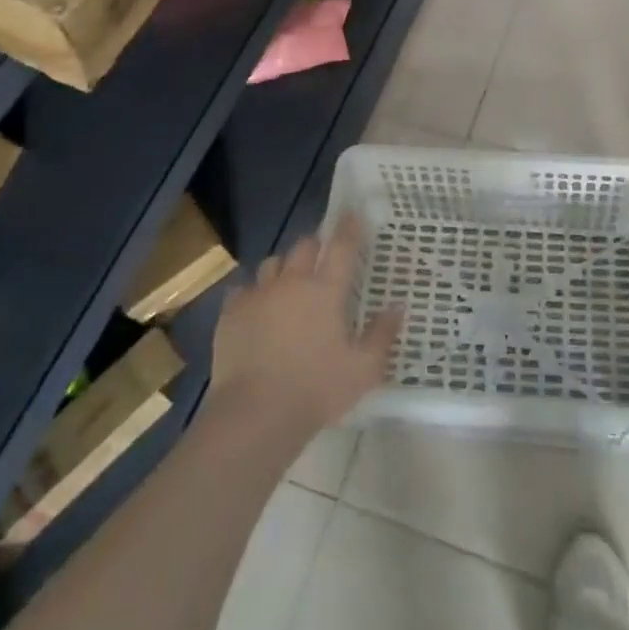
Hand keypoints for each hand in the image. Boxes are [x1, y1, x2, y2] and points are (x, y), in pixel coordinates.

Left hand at [204, 216, 403, 443]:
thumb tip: (397, 307)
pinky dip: (252, 293)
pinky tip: (256, 309)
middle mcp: (292, 282)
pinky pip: (243, 289)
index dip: (349, 228)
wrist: (255, 414)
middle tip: (321, 258)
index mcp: (326, 290)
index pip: (342, 247)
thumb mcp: (363, 369)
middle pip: (304, 246)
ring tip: (287, 283)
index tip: (352, 215)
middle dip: (315, 246)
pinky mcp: (231, 313)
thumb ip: (382, 335)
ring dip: (283, 267)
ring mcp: (258, 295)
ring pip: (272, 263)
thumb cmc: (316, 390)